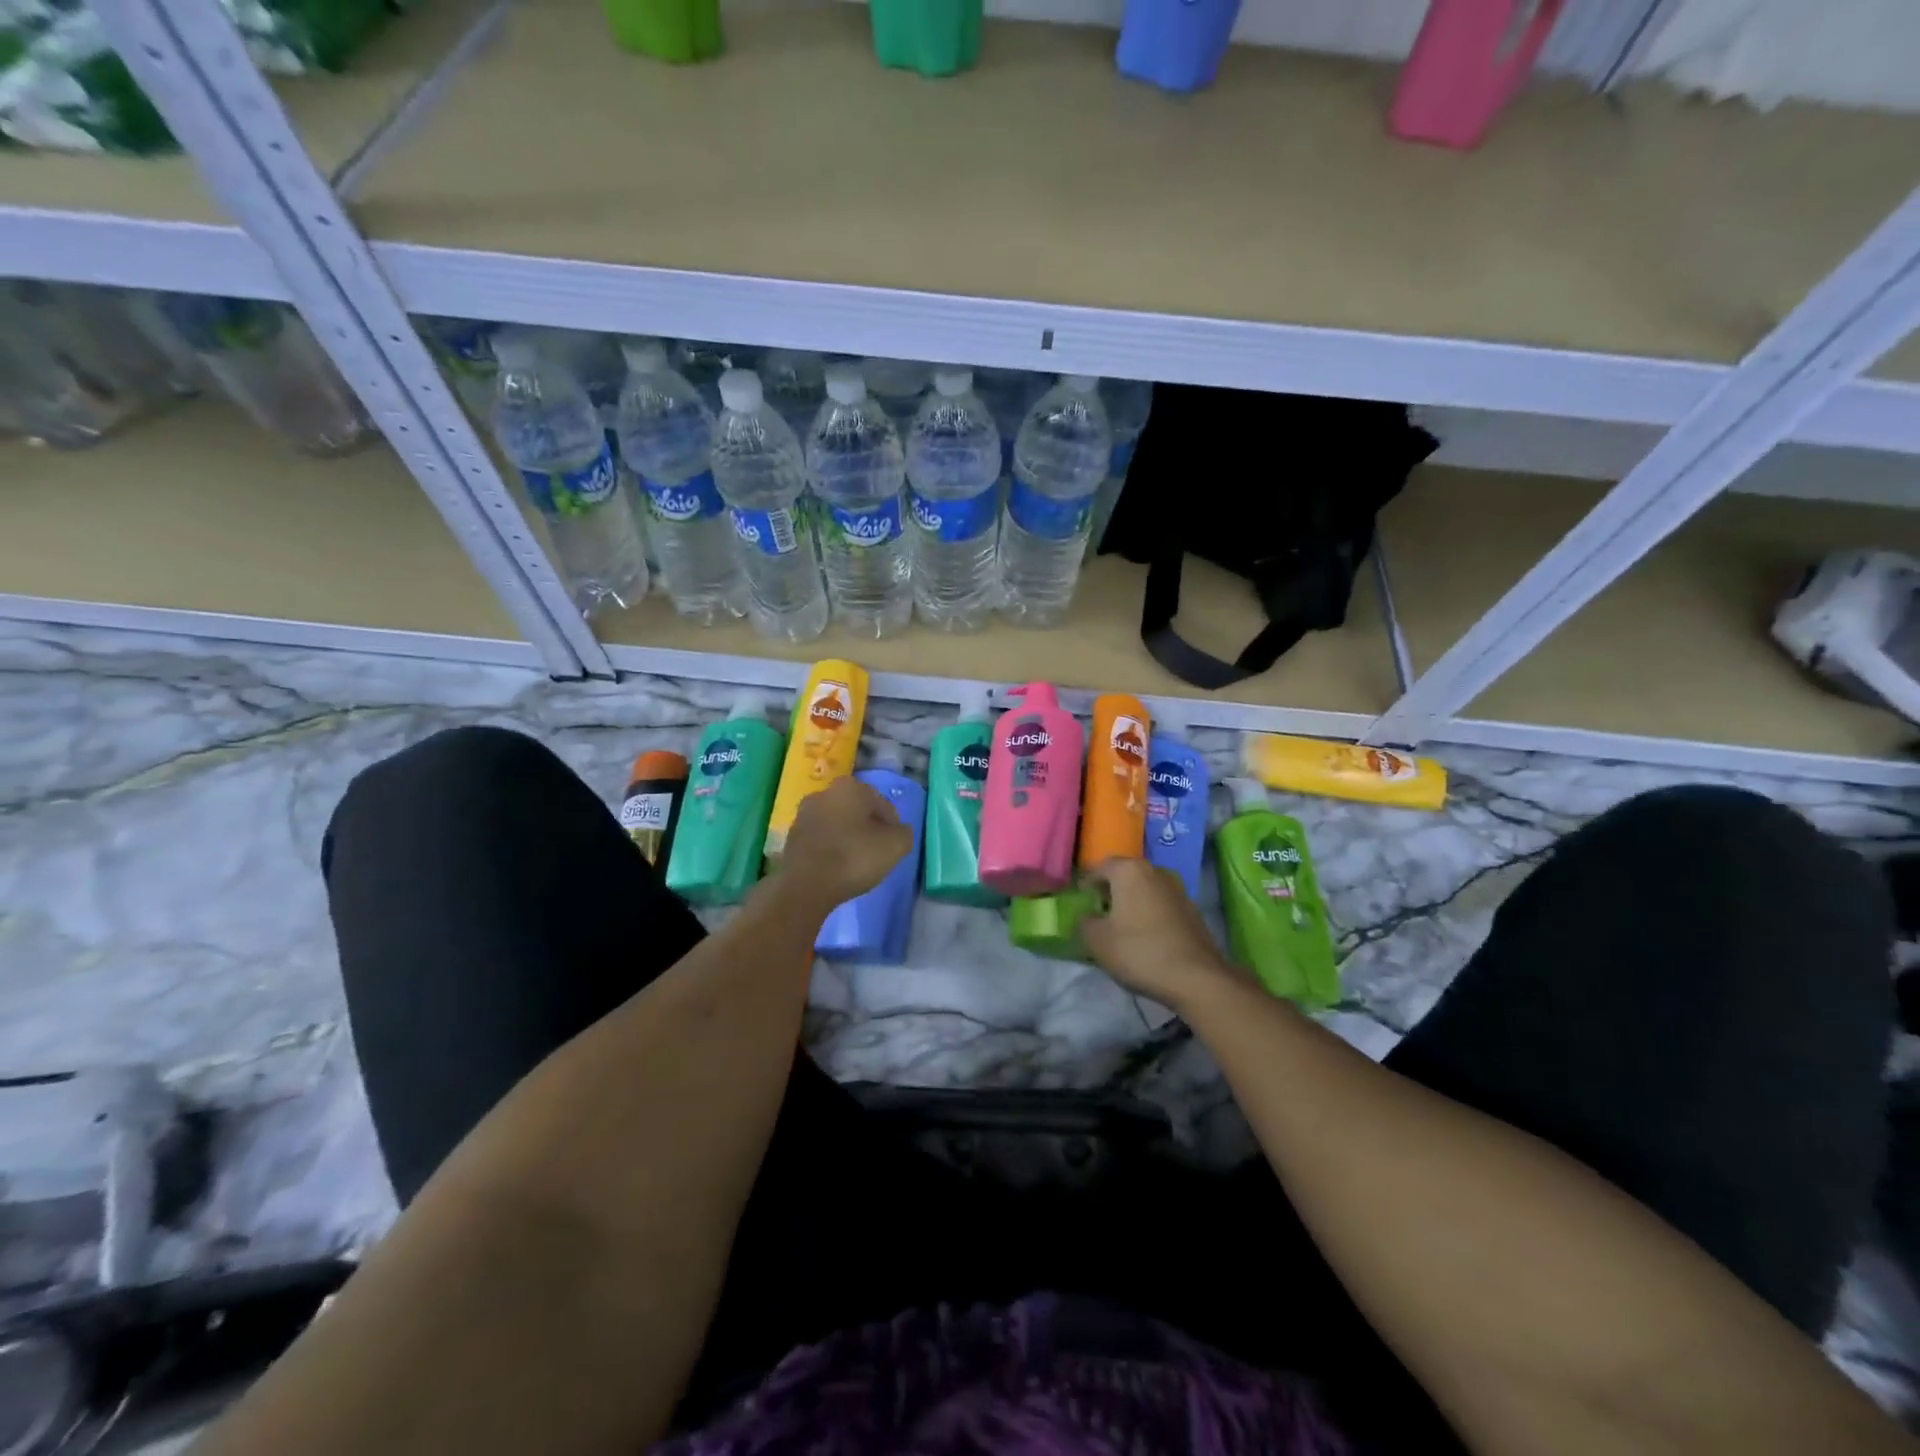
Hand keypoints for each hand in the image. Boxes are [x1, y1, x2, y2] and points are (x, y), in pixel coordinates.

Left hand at [777, 775, 913, 908]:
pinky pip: (821, 838)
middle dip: (868, 828)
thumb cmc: (854, 858)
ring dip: (848, 837)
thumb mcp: (895, 846)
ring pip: (837, 823)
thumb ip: (903, 833)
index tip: (893, 846)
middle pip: (857, 810)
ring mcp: (803, 814)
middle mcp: (824, 793)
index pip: (882, 804)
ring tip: (856, 863)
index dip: (892, 826)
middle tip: (876, 853)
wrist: (806, 887)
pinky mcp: (791, 836)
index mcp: (850, 787)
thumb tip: (898, 831)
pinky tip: (836, 867)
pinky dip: (830, 848)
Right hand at [1080, 857, 1243, 1011]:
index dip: (1086, 883)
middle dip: (1110, 891)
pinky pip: (1161, 906)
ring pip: (1145, 891)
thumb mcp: (1097, 940)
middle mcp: (1155, 871)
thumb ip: (1085, 922)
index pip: (1100, 867)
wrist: (1196, 978)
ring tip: (1120, 927)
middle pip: (1125, 876)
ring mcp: (1177, 890)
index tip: (1080, 901)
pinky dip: (1149, 915)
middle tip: (1098, 913)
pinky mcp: (1192, 911)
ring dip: (1131, 903)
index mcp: (1129, 871)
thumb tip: (1088, 916)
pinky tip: (1144, 937)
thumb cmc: (1139, 951)